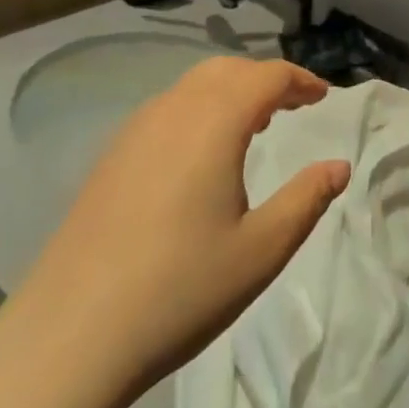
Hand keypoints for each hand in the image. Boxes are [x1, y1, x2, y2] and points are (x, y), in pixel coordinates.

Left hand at [0, 57, 349, 407]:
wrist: (69, 337)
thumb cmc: (179, 291)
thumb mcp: (261, 250)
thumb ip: (307, 199)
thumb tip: (339, 166)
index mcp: (213, 123)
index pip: (267, 76)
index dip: (301, 80)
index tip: (324, 98)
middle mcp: (173, 111)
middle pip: (228, 70)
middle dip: (266, 79)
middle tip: (295, 105)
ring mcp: (134, 132)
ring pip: (193, 86)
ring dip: (231, 91)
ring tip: (255, 124)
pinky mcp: (110, 157)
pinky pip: (166, 109)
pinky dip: (199, 109)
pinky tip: (202, 153)